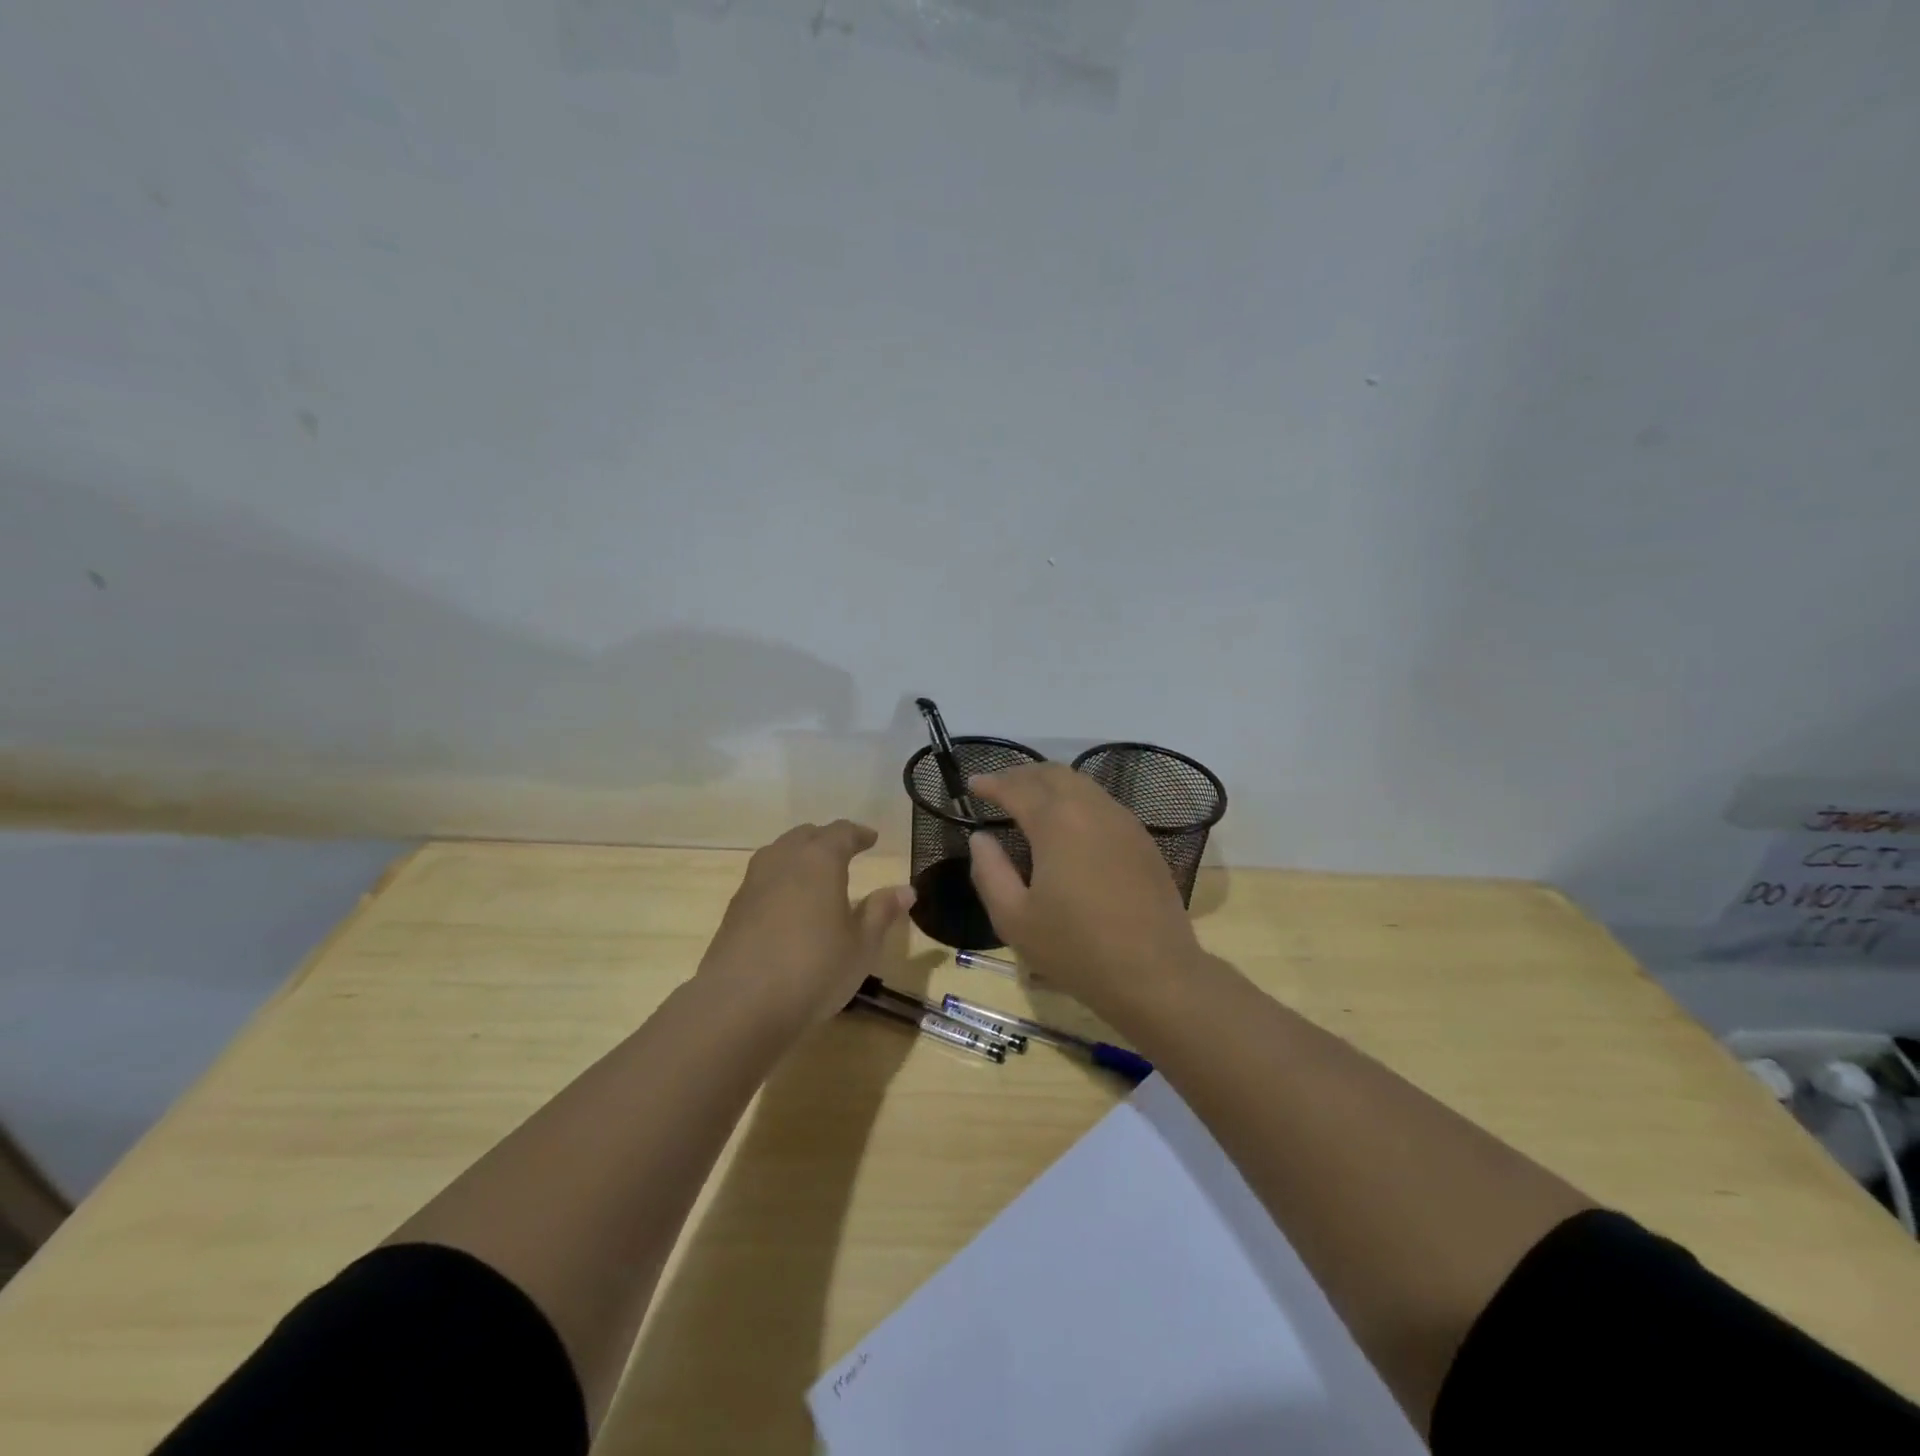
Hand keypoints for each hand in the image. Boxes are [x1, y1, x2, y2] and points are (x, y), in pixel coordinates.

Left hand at [697, 820, 914, 1032]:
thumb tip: (906, 890)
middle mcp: (783, 861)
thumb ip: (882, 912)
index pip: (841, 832)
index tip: (871, 838)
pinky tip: (787, 906)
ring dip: (798, 856)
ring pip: (778, 854)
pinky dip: (780, 881)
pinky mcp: (734, 909)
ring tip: (813, 874)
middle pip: (805, 836)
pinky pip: (762, 880)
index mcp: (819, 860)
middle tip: (844, 852)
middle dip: (826, 840)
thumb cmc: (814, 968)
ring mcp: (753, 883)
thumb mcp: (861, 945)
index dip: (858, 834)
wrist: (740, 1004)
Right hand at [966, 763, 1202, 1012]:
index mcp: (1056, 822)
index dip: (991, 783)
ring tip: (1029, 800)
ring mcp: (1123, 821)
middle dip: (1021, 775)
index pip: (1016, 788)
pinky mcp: (1142, 839)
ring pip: (1081, 784)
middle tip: (998, 787)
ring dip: (1050, 784)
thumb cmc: (1076, 949)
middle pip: (1052, 773)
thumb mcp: (1014, 919)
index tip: (972, 784)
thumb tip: (981, 838)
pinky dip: (1076, 800)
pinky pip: (1102, 802)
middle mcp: (1092, 808)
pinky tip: (1068, 824)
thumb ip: (989, 871)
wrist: (1155, 974)